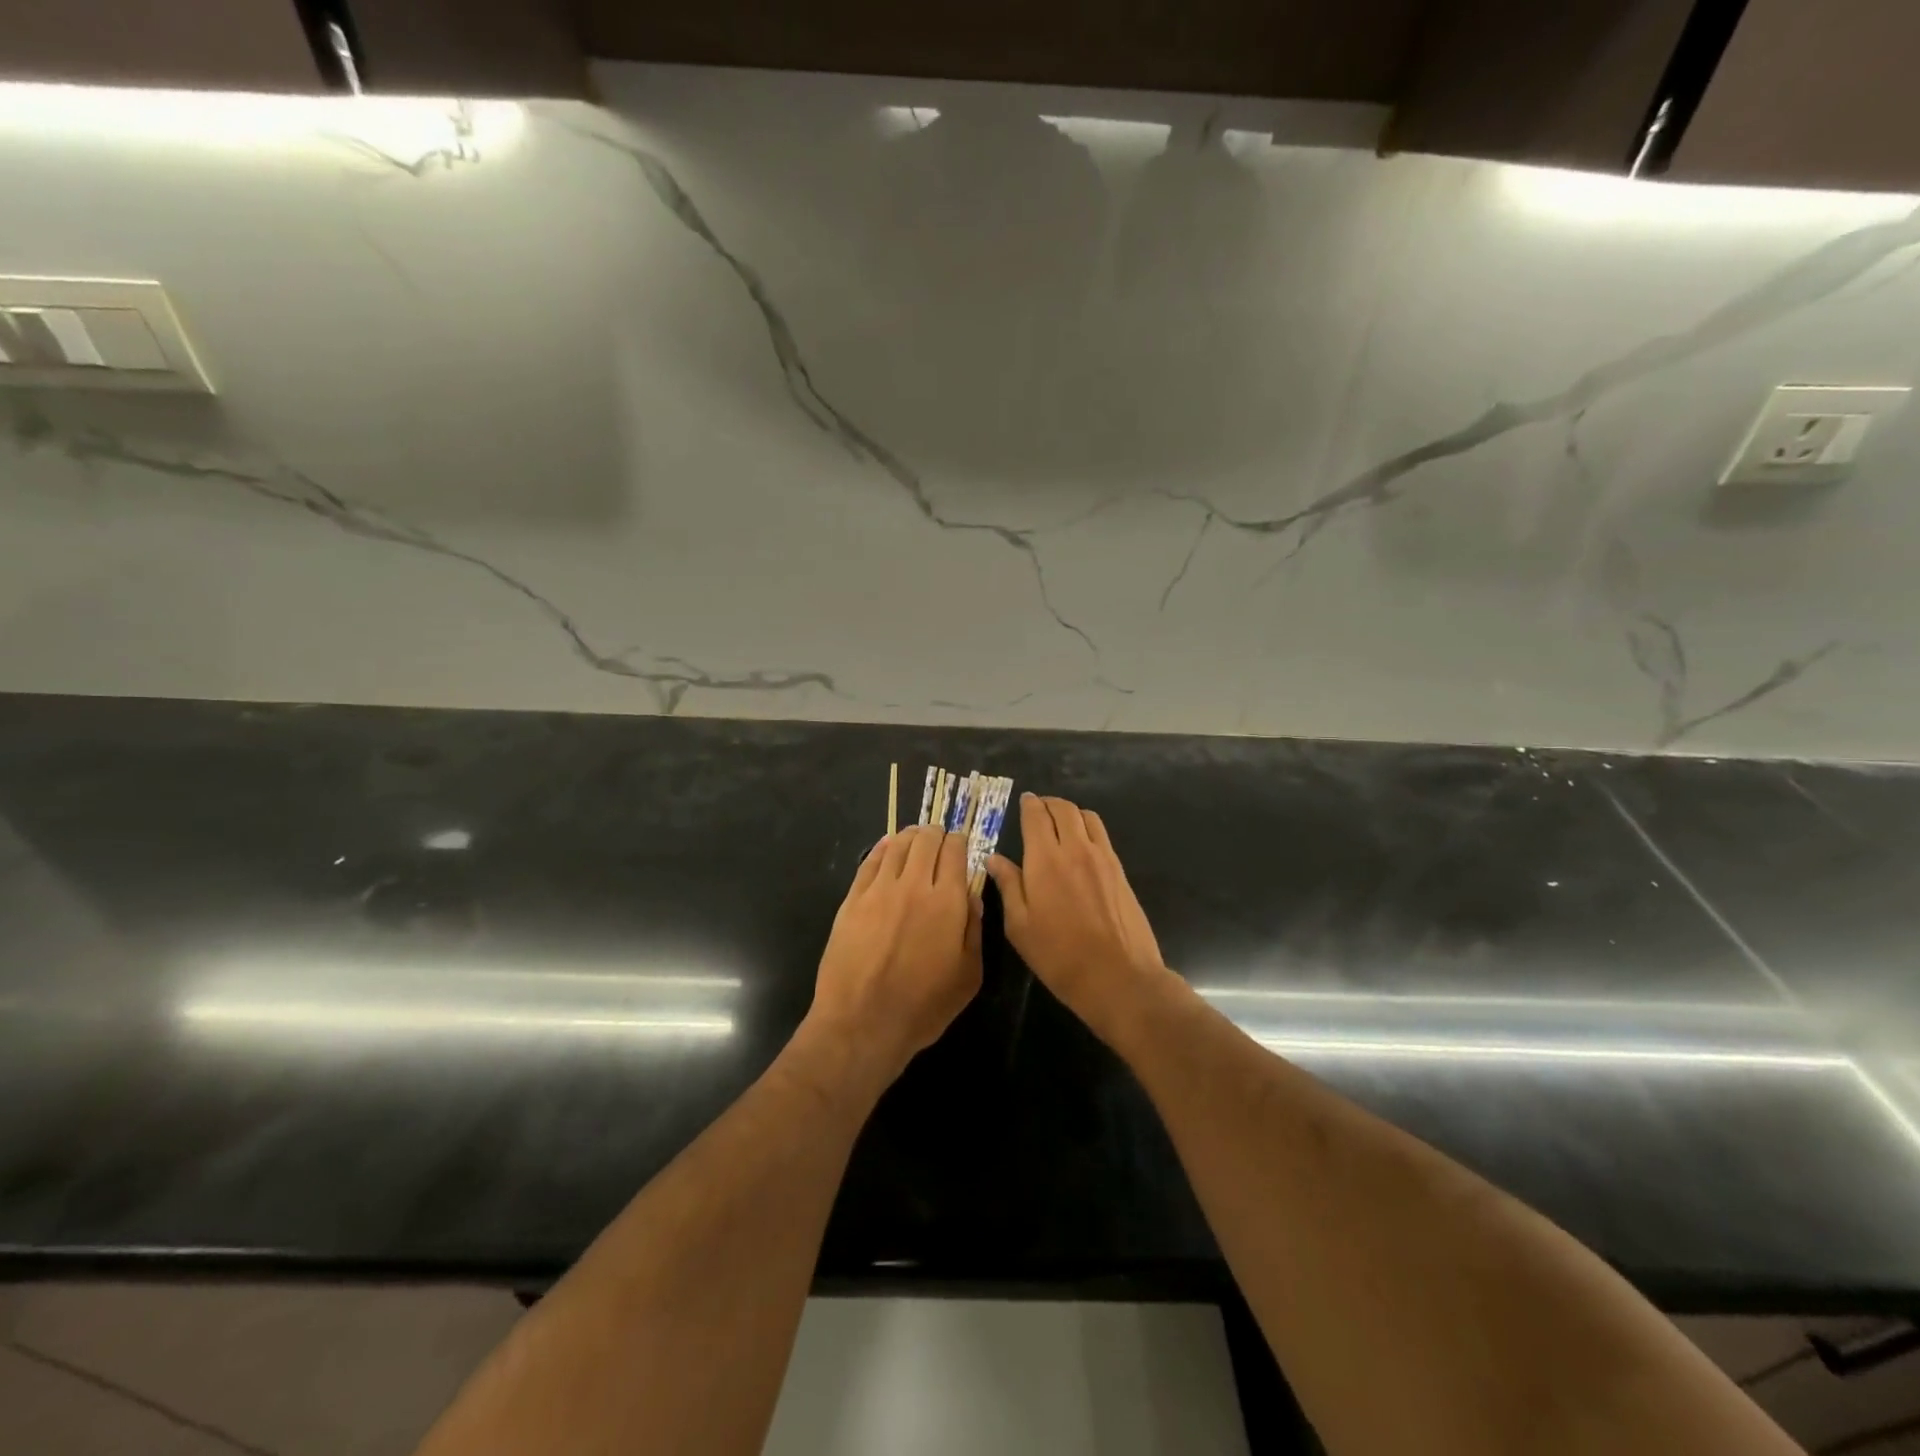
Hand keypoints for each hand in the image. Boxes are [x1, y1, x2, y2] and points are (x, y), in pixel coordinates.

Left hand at [807, 826, 981, 1088]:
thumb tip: (973, 896)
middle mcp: (914, 885)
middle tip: (939, 838)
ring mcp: (879, 890)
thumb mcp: (968, 976)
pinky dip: (882, 848)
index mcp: (947, 901)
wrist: (862, 1023)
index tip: (961, 844)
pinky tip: (887, 846)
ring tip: (915, 838)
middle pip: (926, 840)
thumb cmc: (923, 1006)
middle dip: (936, 833)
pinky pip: (869, 862)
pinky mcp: (853, 900)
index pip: (955, 851)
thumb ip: (974, 930)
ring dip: (910, 837)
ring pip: (897, 845)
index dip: (960, 842)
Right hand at [987, 794, 1169, 1036]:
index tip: (1023, 801)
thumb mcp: (1020, 926)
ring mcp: (1102, 857)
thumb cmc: (1060, 956)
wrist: (1118, 976)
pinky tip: (1081, 844)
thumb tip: (994, 858)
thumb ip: (1008, 886)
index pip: (1035, 816)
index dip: (1028, 804)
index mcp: (1045, 860)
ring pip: (1086, 816)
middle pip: (1063, 808)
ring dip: (1070, 812)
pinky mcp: (1120, 870)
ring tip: (1060, 822)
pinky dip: (1088, 827)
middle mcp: (1075, 849)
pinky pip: (1102, 834)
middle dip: (1048, 803)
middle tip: (1038, 809)